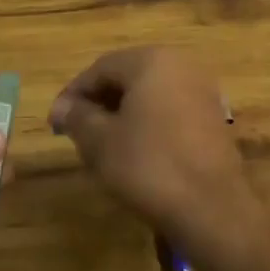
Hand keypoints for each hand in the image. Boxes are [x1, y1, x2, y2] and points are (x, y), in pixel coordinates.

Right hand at [49, 47, 269, 270]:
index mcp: (152, 61)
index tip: (55, 122)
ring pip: (150, 95)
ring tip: (102, 145)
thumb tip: (61, 107)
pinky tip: (136, 153)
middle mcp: (182, 65)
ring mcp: (203, 91)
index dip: (73, 94)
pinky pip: (170, 111)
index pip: (100, 68)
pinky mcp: (214, 118)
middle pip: (128, 77)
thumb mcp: (100, 142)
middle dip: (99, 103)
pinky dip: (148, 124)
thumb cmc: (149, 166)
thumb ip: (77, 117)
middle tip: (76, 132)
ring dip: (123, 114)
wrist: (212, 209)